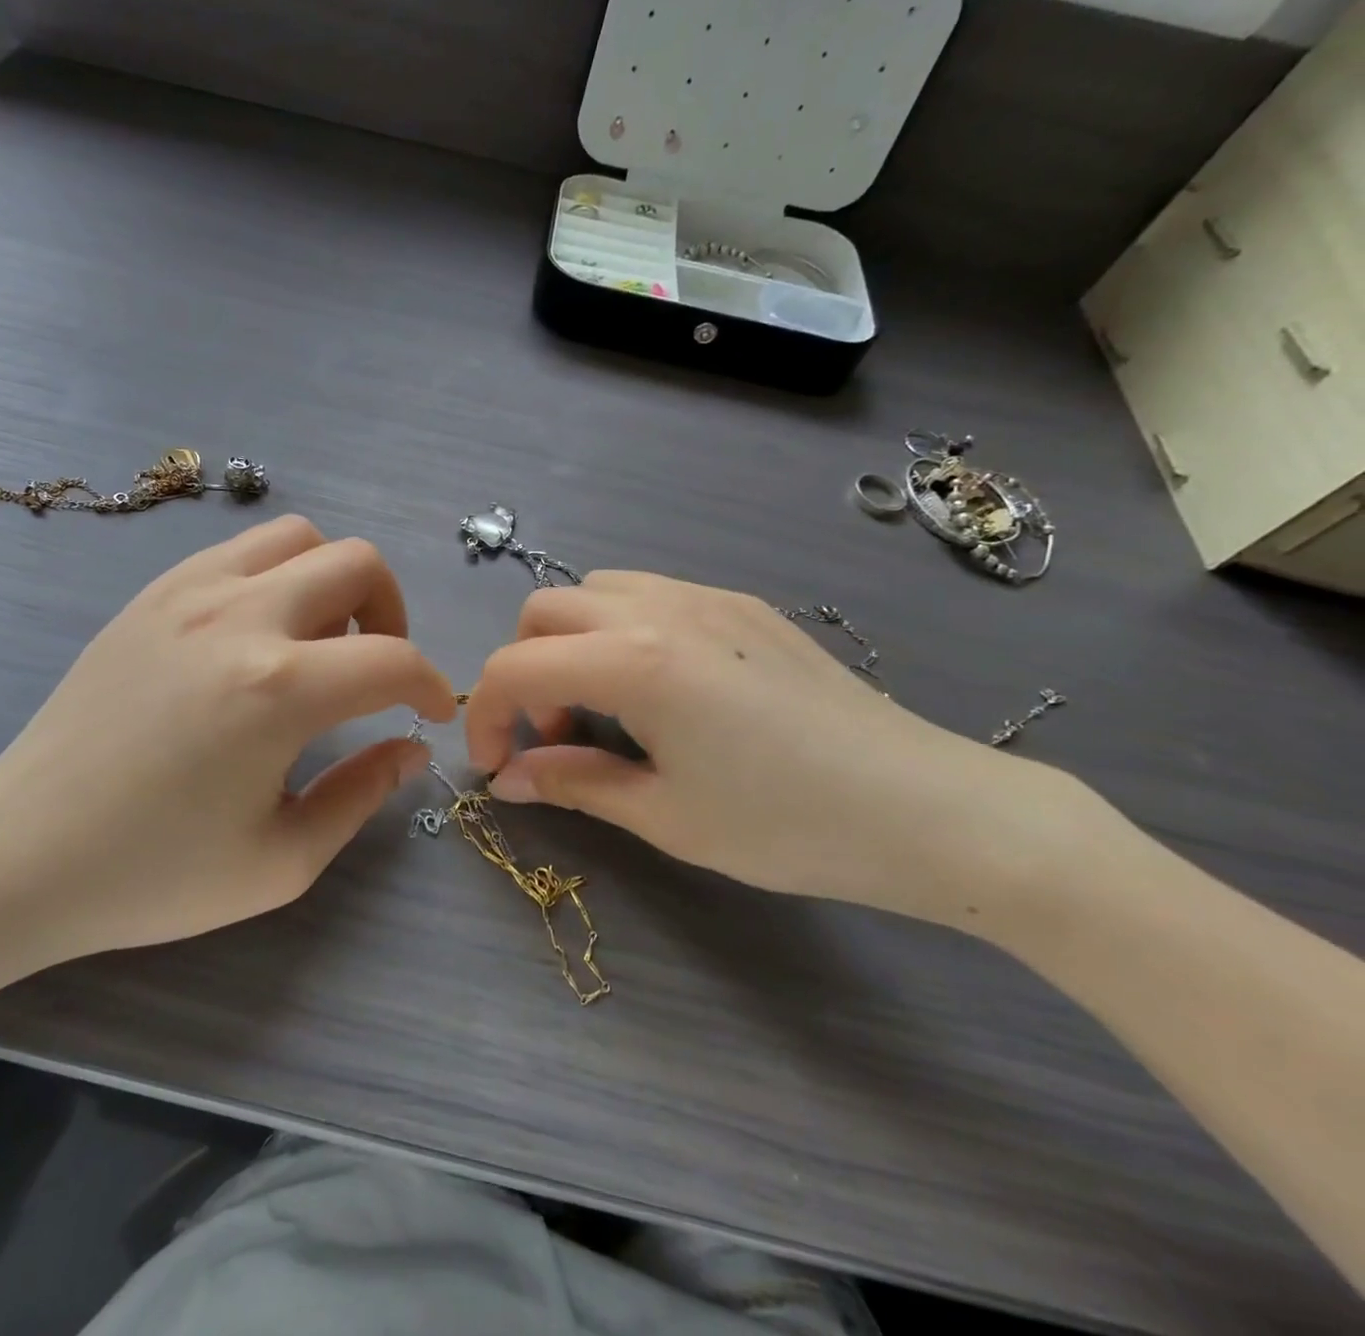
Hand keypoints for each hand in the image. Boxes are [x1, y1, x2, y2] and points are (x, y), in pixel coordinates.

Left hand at [0, 516, 451, 962]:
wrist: (23, 850)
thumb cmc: (154, 872)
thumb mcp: (281, 860)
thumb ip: (361, 795)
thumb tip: (410, 749)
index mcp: (279, 691)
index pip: (394, 659)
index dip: (431, 685)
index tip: (430, 712)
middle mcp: (241, 618)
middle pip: (358, 562)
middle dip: (392, 614)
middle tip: (376, 668)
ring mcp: (190, 592)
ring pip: (299, 537)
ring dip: (332, 581)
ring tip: (318, 641)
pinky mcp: (154, 593)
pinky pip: (240, 550)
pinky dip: (276, 575)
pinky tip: (259, 633)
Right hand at [465, 572, 1067, 927]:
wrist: (930, 808)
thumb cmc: (789, 825)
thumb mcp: (666, 816)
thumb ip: (575, 783)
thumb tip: (510, 779)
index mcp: (636, 662)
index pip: (515, 668)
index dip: (485, 718)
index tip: (499, 768)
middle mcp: (661, 608)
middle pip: (544, 611)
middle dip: (525, 670)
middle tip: (556, 736)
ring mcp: (707, 597)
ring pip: (595, 590)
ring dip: (572, 642)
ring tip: (605, 707)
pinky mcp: (743, 604)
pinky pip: (649, 593)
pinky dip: (620, 629)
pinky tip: (661, 688)